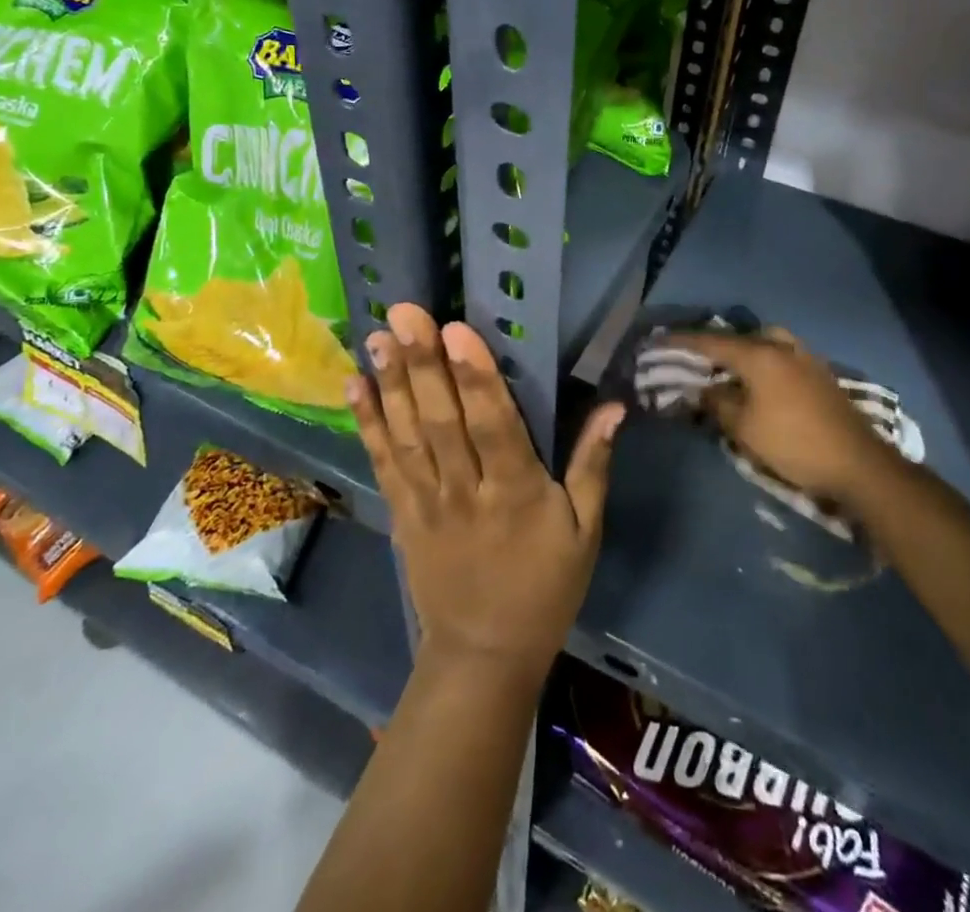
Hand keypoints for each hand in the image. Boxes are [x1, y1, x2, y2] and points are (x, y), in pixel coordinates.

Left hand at [352, 303, 622, 679]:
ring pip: (407, 436)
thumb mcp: (585, 531)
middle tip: (406, 313)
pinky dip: (368, 424)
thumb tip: (614, 407)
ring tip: (378, 336)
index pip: (494, 426)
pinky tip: (356, 386)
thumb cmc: (545, 587)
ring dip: (391, 384)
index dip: (475, 378)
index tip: (456, 331)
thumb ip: (593, 465)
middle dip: (423, 364)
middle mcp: (466, 491)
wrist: (484, 656)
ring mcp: (427, 503)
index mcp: (517, 493)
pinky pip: (383, 464)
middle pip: (441, 422)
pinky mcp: (402, 514)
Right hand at [670, 328, 890, 507]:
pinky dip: (761, 362)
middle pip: (739, 337)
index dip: (681, 342)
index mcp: (759, 355)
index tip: (658, 341)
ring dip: (741, 352)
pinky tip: (757, 381)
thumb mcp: (745, 428)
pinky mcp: (819, 372)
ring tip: (726, 370)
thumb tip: (704, 390)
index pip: (710, 342)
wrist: (858, 463)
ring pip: (763, 344)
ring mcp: (804, 357)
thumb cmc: (793, 444)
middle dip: (714, 345)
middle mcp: (781, 346)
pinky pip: (780, 356)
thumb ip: (719, 403)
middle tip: (694, 358)